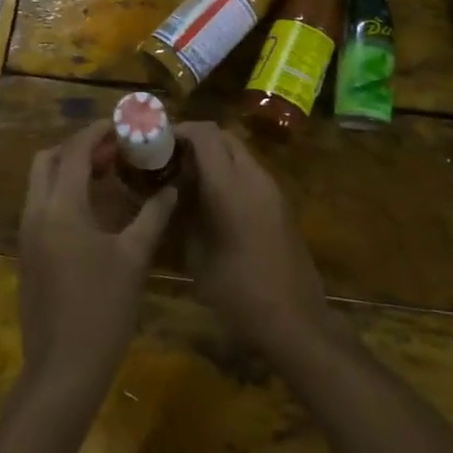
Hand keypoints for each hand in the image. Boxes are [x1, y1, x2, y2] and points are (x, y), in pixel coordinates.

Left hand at [18, 121, 175, 402]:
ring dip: (68, 170)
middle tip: (113, 152)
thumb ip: (153, 216)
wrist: (63, 369)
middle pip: (47, 160)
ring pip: (40, 183)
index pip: (74, 151)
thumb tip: (172, 188)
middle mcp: (36, 213)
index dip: (97, 133)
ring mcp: (27, 235)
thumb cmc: (103, 309)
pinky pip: (40, 206)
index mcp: (61, 207)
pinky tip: (93, 211)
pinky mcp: (27, 254)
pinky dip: (62, 194)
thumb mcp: (134, 258)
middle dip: (77, 148)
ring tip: (106, 176)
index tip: (122, 126)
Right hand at [177, 123, 332, 357]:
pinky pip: (251, 174)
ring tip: (188, 181)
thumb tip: (174, 193)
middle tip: (171, 160)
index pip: (205, 134)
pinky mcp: (282, 205)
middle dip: (197, 141)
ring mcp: (273, 190)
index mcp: (230, 185)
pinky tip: (213, 201)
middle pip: (224, 137)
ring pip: (239, 154)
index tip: (158, 142)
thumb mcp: (197, 254)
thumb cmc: (238, 292)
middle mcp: (255, 177)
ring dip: (215, 158)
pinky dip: (230, 174)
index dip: (180, 130)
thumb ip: (184, 214)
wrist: (294, 321)